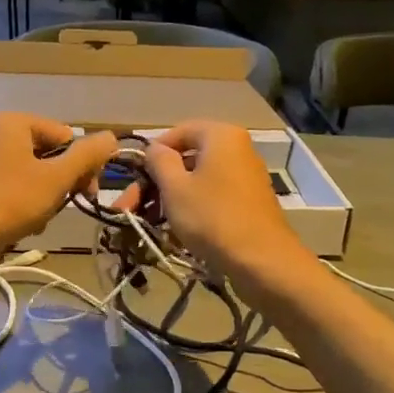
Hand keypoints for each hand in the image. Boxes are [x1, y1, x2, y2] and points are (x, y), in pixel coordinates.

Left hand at [0, 114, 115, 275]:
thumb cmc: (8, 204)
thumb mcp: (56, 179)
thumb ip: (87, 156)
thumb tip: (113, 136)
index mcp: (13, 122)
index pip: (66, 136)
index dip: (81, 164)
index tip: (88, 193)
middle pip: (50, 155)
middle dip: (61, 184)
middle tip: (63, 207)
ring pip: (36, 177)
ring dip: (45, 200)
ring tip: (37, 219)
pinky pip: (16, 190)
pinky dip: (26, 207)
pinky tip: (23, 226)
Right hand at [141, 121, 306, 288]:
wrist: (262, 260)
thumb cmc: (212, 217)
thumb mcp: (174, 187)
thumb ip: (159, 161)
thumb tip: (154, 148)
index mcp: (221, 136)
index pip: (178, 132)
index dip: (152, 153)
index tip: (136, 178)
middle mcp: (238, 148)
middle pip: (187, 158)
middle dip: (157, 182)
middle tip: (131, 207)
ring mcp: (246, 175)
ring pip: (199, 179)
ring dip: (171, 197)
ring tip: (150, 222)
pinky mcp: (249, 201)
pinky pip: (214, 195)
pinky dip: (193, 207)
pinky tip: (177, 230)